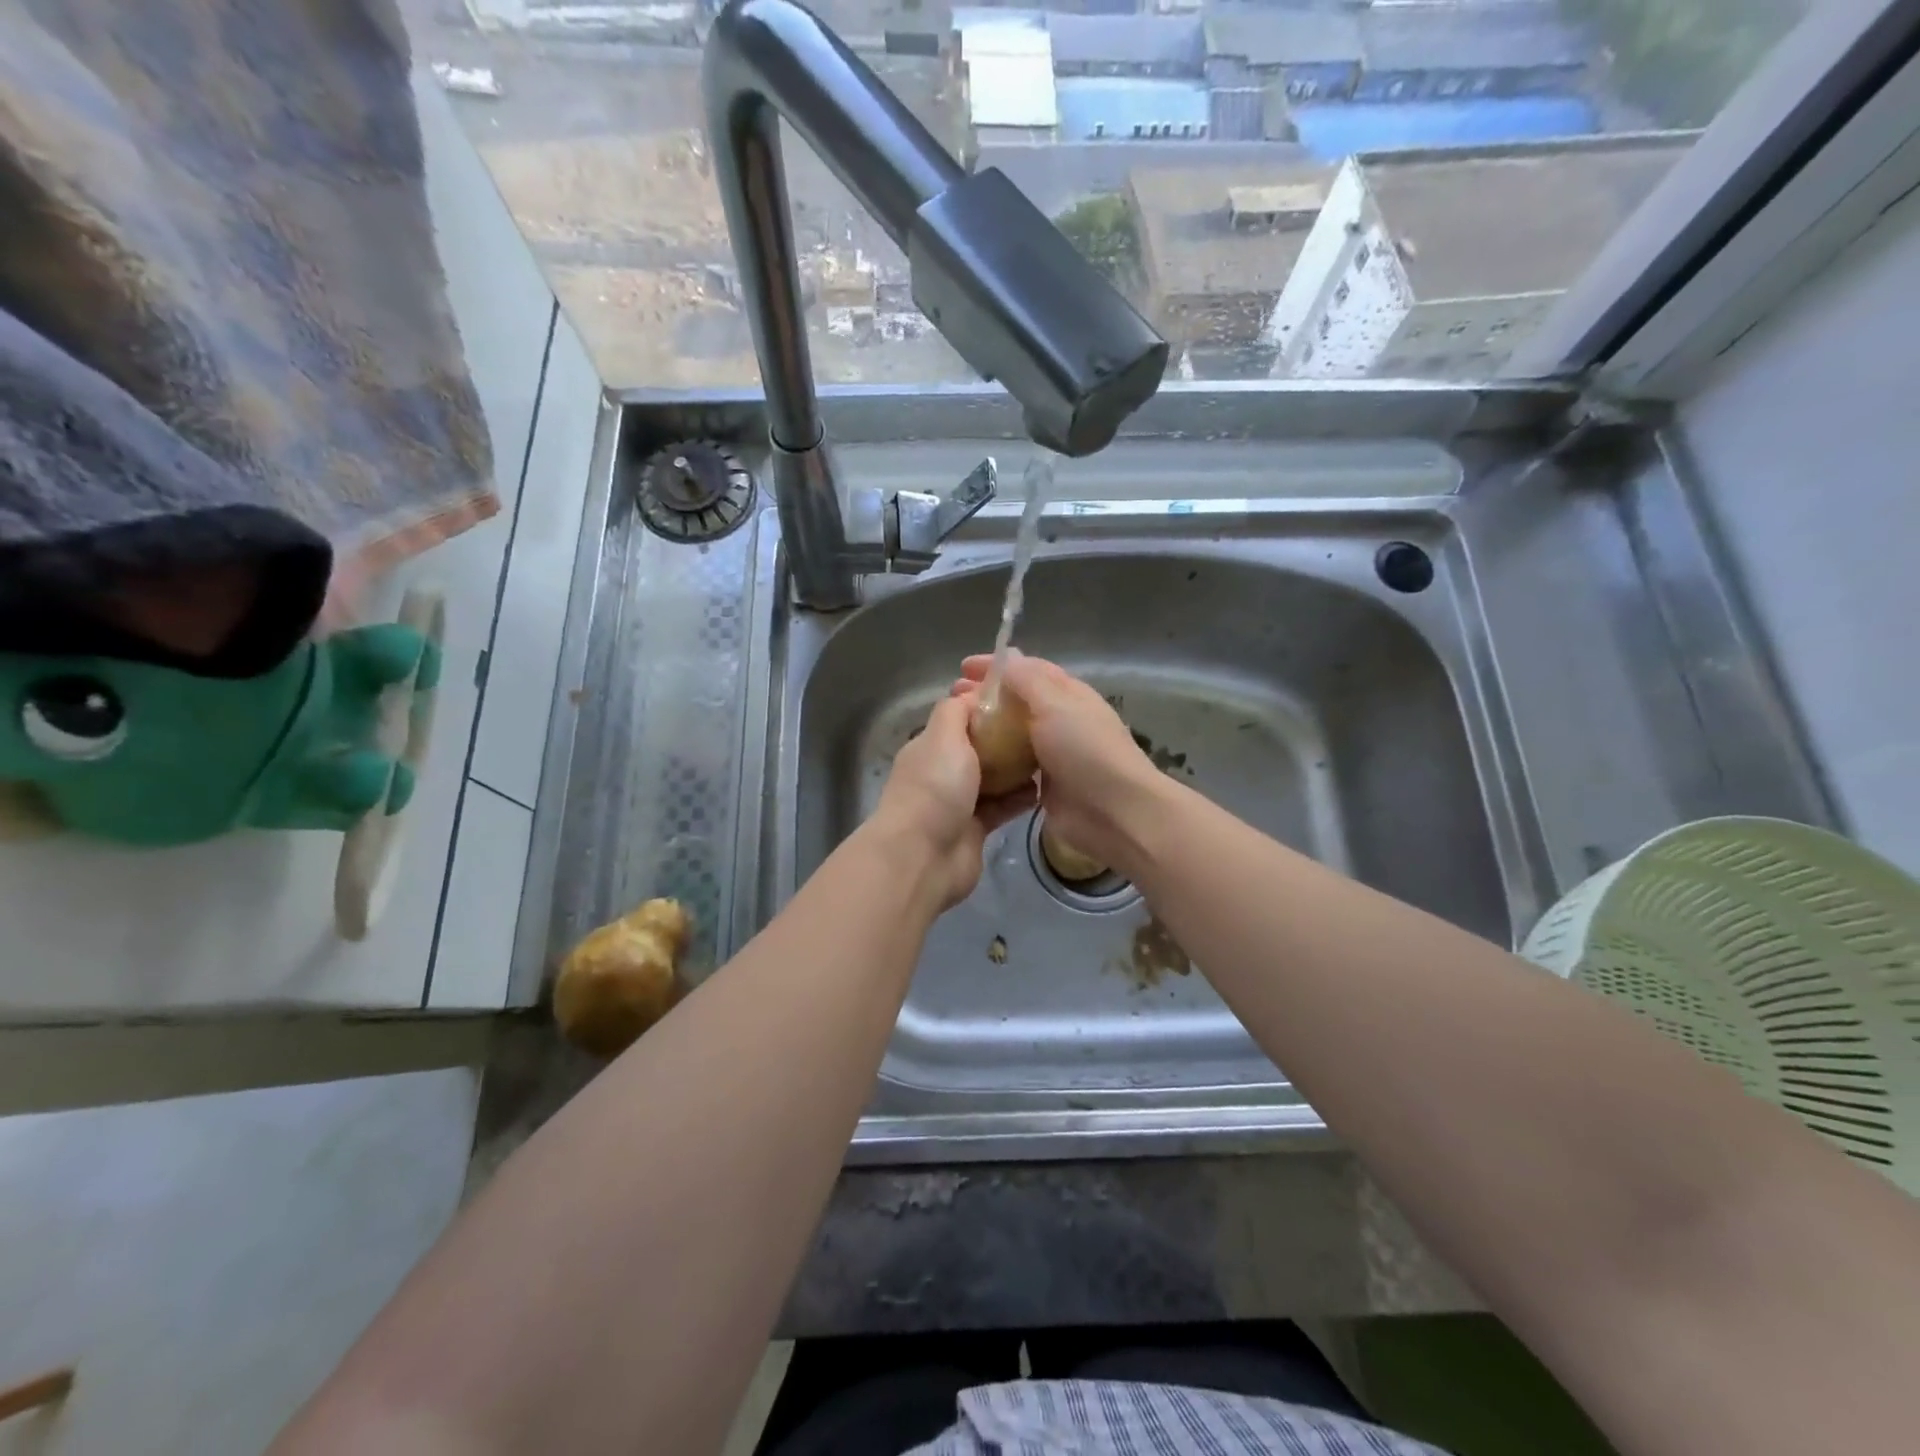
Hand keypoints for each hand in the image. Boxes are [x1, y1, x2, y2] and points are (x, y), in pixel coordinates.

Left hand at [870, 694, 1035, 912]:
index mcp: (931, 745)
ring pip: (994, 778)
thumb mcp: (943, 735)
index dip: (986, 705)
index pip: (961, 717)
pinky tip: (1044, 788)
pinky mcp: (976, 829)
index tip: (1021, 696)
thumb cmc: (935, 788)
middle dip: (1007, 737)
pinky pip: (1003, 806)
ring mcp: (959, 802)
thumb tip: (973, 695)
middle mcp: (943, 771)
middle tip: (1043, 727)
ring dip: (1018, 769)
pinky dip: (1021, 798)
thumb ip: (957, 711)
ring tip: (1050, 755)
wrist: (922, 857)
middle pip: (981, 747)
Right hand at [954, 652, 1165, 878]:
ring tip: (957, 728)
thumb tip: (1007, 659)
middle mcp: (1061, 720)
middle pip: (1018, 701)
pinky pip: (1014, 765)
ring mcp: (1053, 754)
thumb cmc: (1086, 751)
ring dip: (987, 727)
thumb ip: (1029, 680)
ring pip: (1013, 733)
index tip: (963, 668)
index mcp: (1068, 694)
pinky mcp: (1044, 784)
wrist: (1114, 812)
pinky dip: (995, 758)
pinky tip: (971, 760)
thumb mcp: (1056, 704)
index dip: (996, 666)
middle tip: (952, 697)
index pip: (1029, 670)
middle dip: (986, 696)